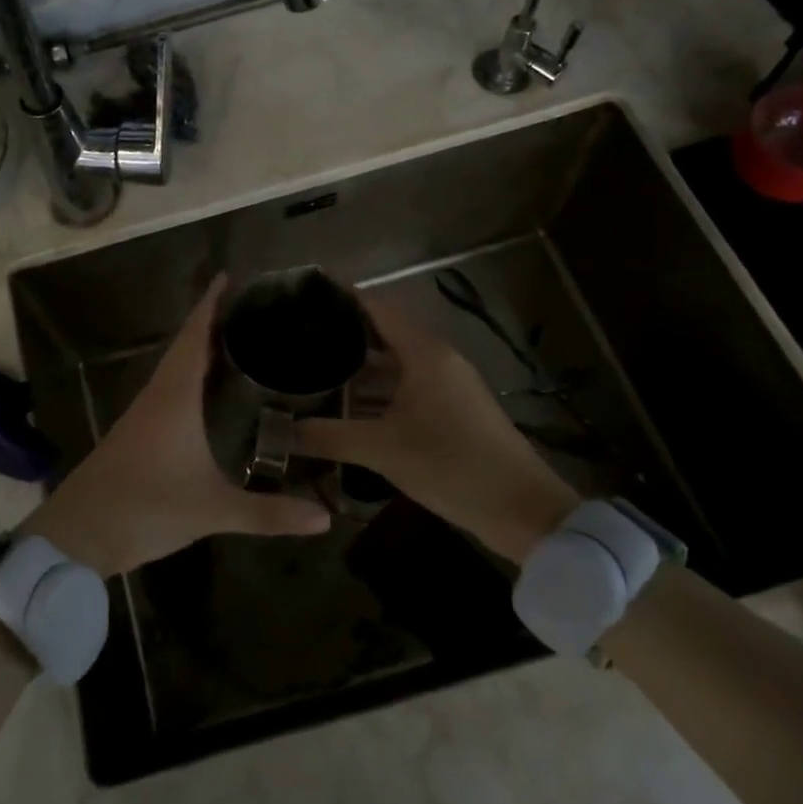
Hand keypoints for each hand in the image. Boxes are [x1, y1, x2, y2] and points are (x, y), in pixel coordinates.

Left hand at [22, 277, 332, 576]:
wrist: (79, 533)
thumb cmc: (145, 507)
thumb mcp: (212, 510)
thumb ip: (268, 514)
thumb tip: (324, 518)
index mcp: (174, 396)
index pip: (194, 336)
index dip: (211, 304)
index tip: (230, 275)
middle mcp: (158, 395)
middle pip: (186, 345)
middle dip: (214, 322)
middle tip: (252, 307)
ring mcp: (144, 414)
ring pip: (176, 368)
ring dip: (201, 348)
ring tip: (239, 339)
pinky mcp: (138, 433)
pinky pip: (170, 389)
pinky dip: (191, 376)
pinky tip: (209, 391)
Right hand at [292, 291, 577, 564]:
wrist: (520, 510)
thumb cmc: (451, 465)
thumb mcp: (382, 449)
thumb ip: (329, 436)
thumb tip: (281, 431)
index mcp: (425, 353)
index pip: (379, 308)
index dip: (344, 297)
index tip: (307, 293)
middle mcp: (437, 361)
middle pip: (384, 334)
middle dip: (343, 335)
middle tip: (299, 336)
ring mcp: (446, 387)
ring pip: (393, 366)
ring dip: (358, 369)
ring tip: (312, 370)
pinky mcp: (450, 412)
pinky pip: (404, 389)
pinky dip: (376, 394)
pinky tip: (346, 408)